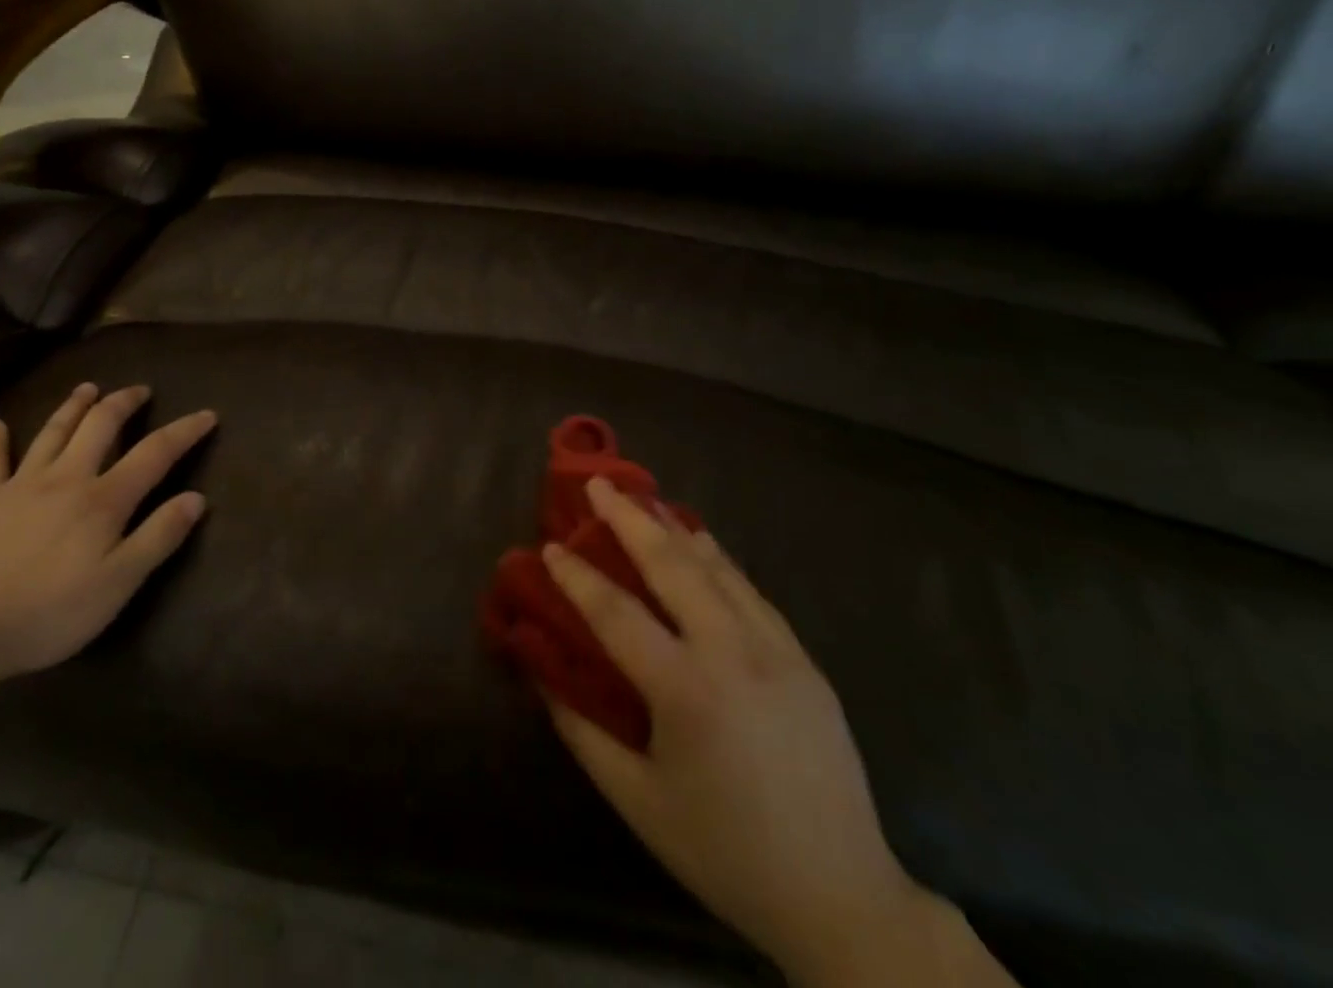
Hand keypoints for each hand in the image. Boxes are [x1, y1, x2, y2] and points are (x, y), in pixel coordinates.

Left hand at [0, 383, 215, 689]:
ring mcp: (21, 485)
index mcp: (104, 499)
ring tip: (88, 388)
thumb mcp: (119, 583)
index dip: (184, 431)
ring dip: (73, 406)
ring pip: (53, 432)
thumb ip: (159, 536)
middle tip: (140, 389)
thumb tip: (197, 498)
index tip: (208, 414)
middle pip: (100, 425)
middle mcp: (66, 478)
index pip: (155, 453)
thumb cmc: (50, 612)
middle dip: (124, 402)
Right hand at [542, 480, 952, 984]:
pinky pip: (750, 590)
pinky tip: (700, 541)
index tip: (549, 547)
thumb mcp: (637, 801)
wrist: (843, 899)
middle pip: (671, 565)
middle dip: (629, 518)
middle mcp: (732, 654)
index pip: (615, 612)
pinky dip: (717, 557)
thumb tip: (542, 673)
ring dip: (672, 528)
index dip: (576, 576)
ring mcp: (776, 651)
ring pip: (716, 567)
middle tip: (598, 484)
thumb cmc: (725, 853)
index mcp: (686, 691)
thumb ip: (581, 731)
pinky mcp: (804, 659)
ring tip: (641, 497)